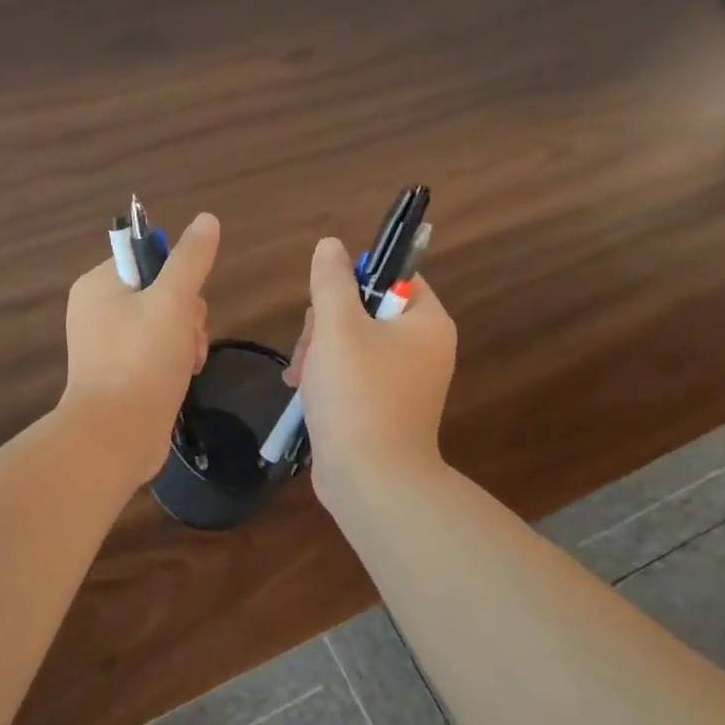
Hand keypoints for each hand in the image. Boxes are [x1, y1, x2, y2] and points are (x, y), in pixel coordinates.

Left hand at [60, 213, 219, 483]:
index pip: (146, 258)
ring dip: (186, 341)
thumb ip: (191, 259)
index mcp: (98, 284)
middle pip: (159, 293)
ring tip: (188, 364)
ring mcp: (106, 346)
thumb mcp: (173, 301)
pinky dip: (173, 363)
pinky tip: (183, 378)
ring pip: (163, 325)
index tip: (187, 302)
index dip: (177, 276)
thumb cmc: (141, 361)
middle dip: (186, 315)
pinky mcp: (118, 375)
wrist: (115, 435)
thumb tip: (206, 219)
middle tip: (188, 339)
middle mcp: (96, 311)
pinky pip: (154, 354)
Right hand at [283, 236, 457, 505]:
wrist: (371, 479)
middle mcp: (422, 348)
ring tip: (299, 376)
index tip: (325, 301)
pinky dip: (325, 377)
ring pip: (350, 343)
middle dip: (325, 324)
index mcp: (426, 322)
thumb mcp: (337, 327)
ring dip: (317, 352)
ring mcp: (402, 381)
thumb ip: (332, 281)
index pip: (394, 276)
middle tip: (309, 347)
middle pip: (365, 310)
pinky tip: (301, 391)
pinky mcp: (382, 407)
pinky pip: (351, 375)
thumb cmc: (358, 394)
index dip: (354, 280)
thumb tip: (330, 245)